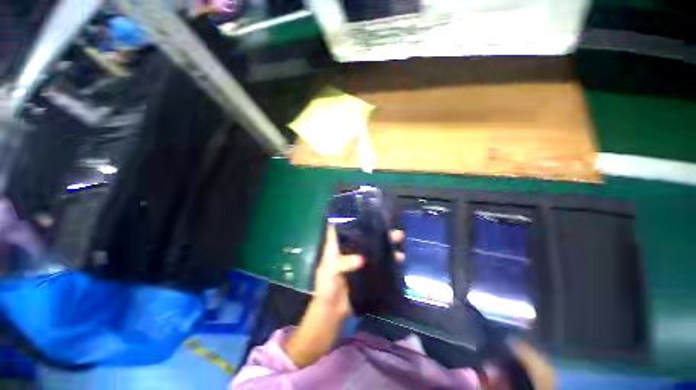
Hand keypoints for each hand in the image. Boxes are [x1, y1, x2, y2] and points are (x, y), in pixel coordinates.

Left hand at [285, 225, 403, 367]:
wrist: (332, 311)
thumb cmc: (326, 287)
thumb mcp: (330, 271)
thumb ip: (342, 263)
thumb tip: (362, 259)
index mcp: (337, 245)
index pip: (344, 226)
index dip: (352, 217)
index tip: (365, 210)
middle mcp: (349, 249)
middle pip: (364, 236)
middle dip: (377, 230)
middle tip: (392, 228)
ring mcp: (359, 260)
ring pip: (374, 247)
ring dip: (386, 244)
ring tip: (399, 240)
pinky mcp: (367, 271)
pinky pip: (379, 262)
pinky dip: (388, 259)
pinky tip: (399, 257)